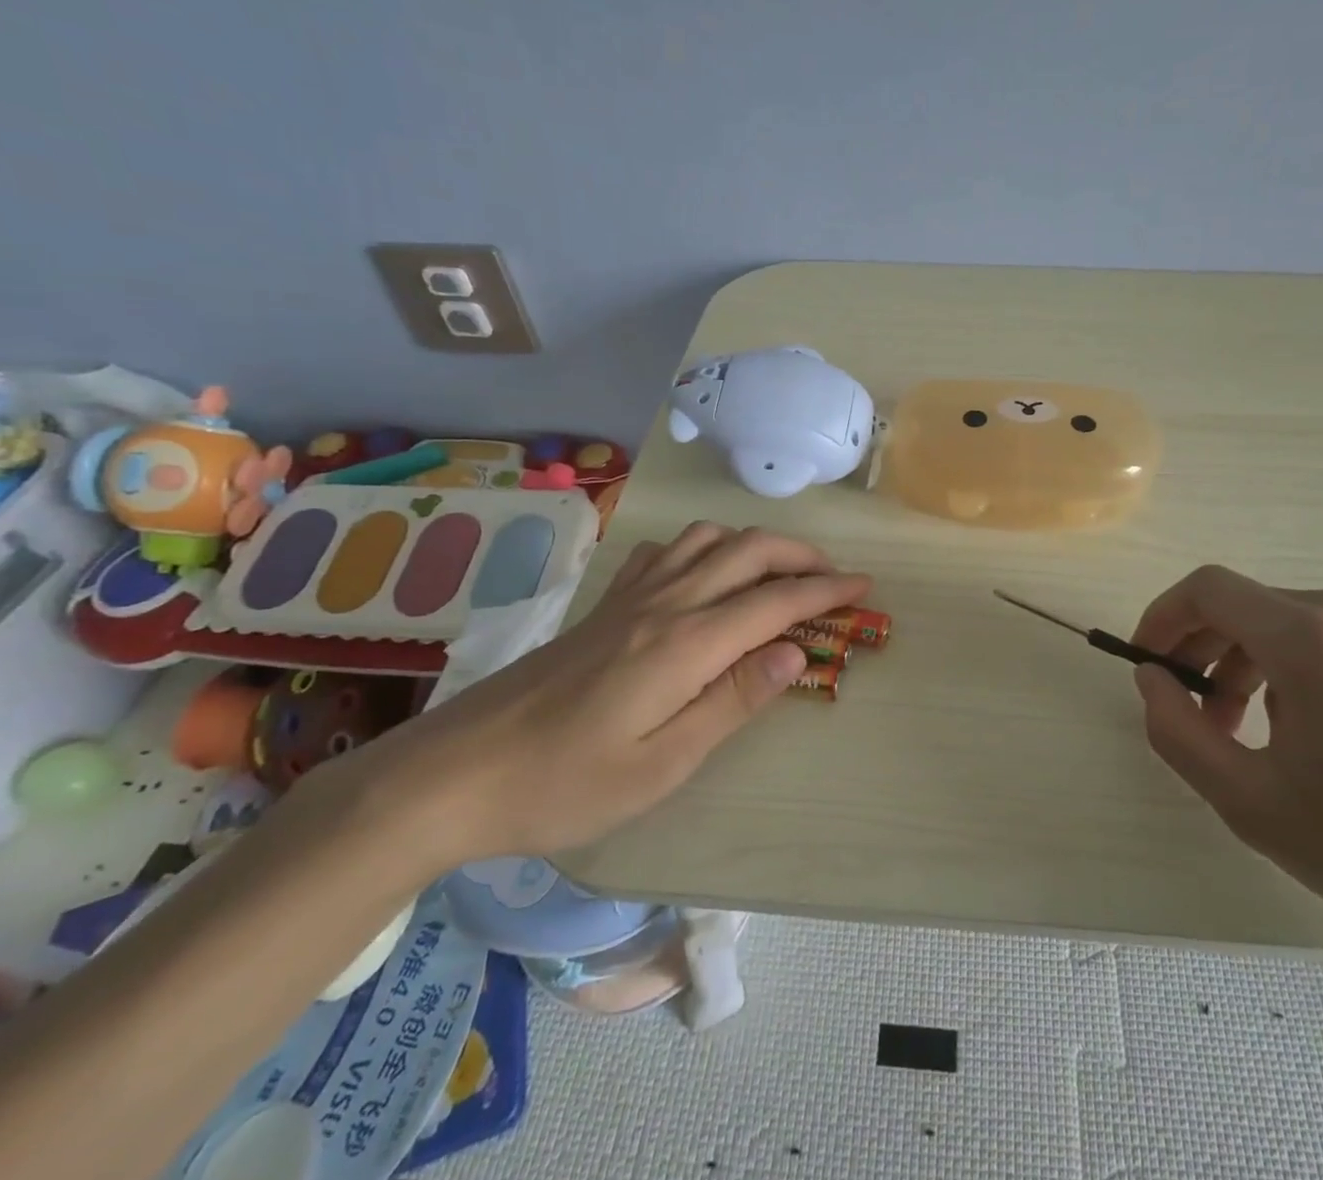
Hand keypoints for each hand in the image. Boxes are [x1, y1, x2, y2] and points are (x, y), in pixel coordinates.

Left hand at [358, 522, 869, 871]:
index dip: (827, 591)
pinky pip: (668, 550)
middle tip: (835, 576)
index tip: (864, 588)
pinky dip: (705, 547)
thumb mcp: (662, 765)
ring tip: (780, 572)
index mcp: (686, 645)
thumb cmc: (566, 783)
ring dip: (756, 545)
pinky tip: (706, 572)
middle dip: (802, 556)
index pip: (776, 602)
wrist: (458, 771)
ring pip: (709, 539)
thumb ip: (734, 700)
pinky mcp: (606, 604)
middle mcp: (666, 604)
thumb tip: (795, 653)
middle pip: (749, 552)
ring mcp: (631, 597)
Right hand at [1131, 566, 1322, 967]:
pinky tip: (1305, 733)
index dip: (1162, 618)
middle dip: (1202, 651)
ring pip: (1284, 622)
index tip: (1147, 666)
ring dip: (1245, 664)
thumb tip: (1152, 678)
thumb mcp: (1253, 804)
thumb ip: (1177, 732)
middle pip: (1246, 606)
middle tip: (1192, 715)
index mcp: (1315, 640)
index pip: (1209, 590)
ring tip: (1245, 733)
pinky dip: (1290, 668)